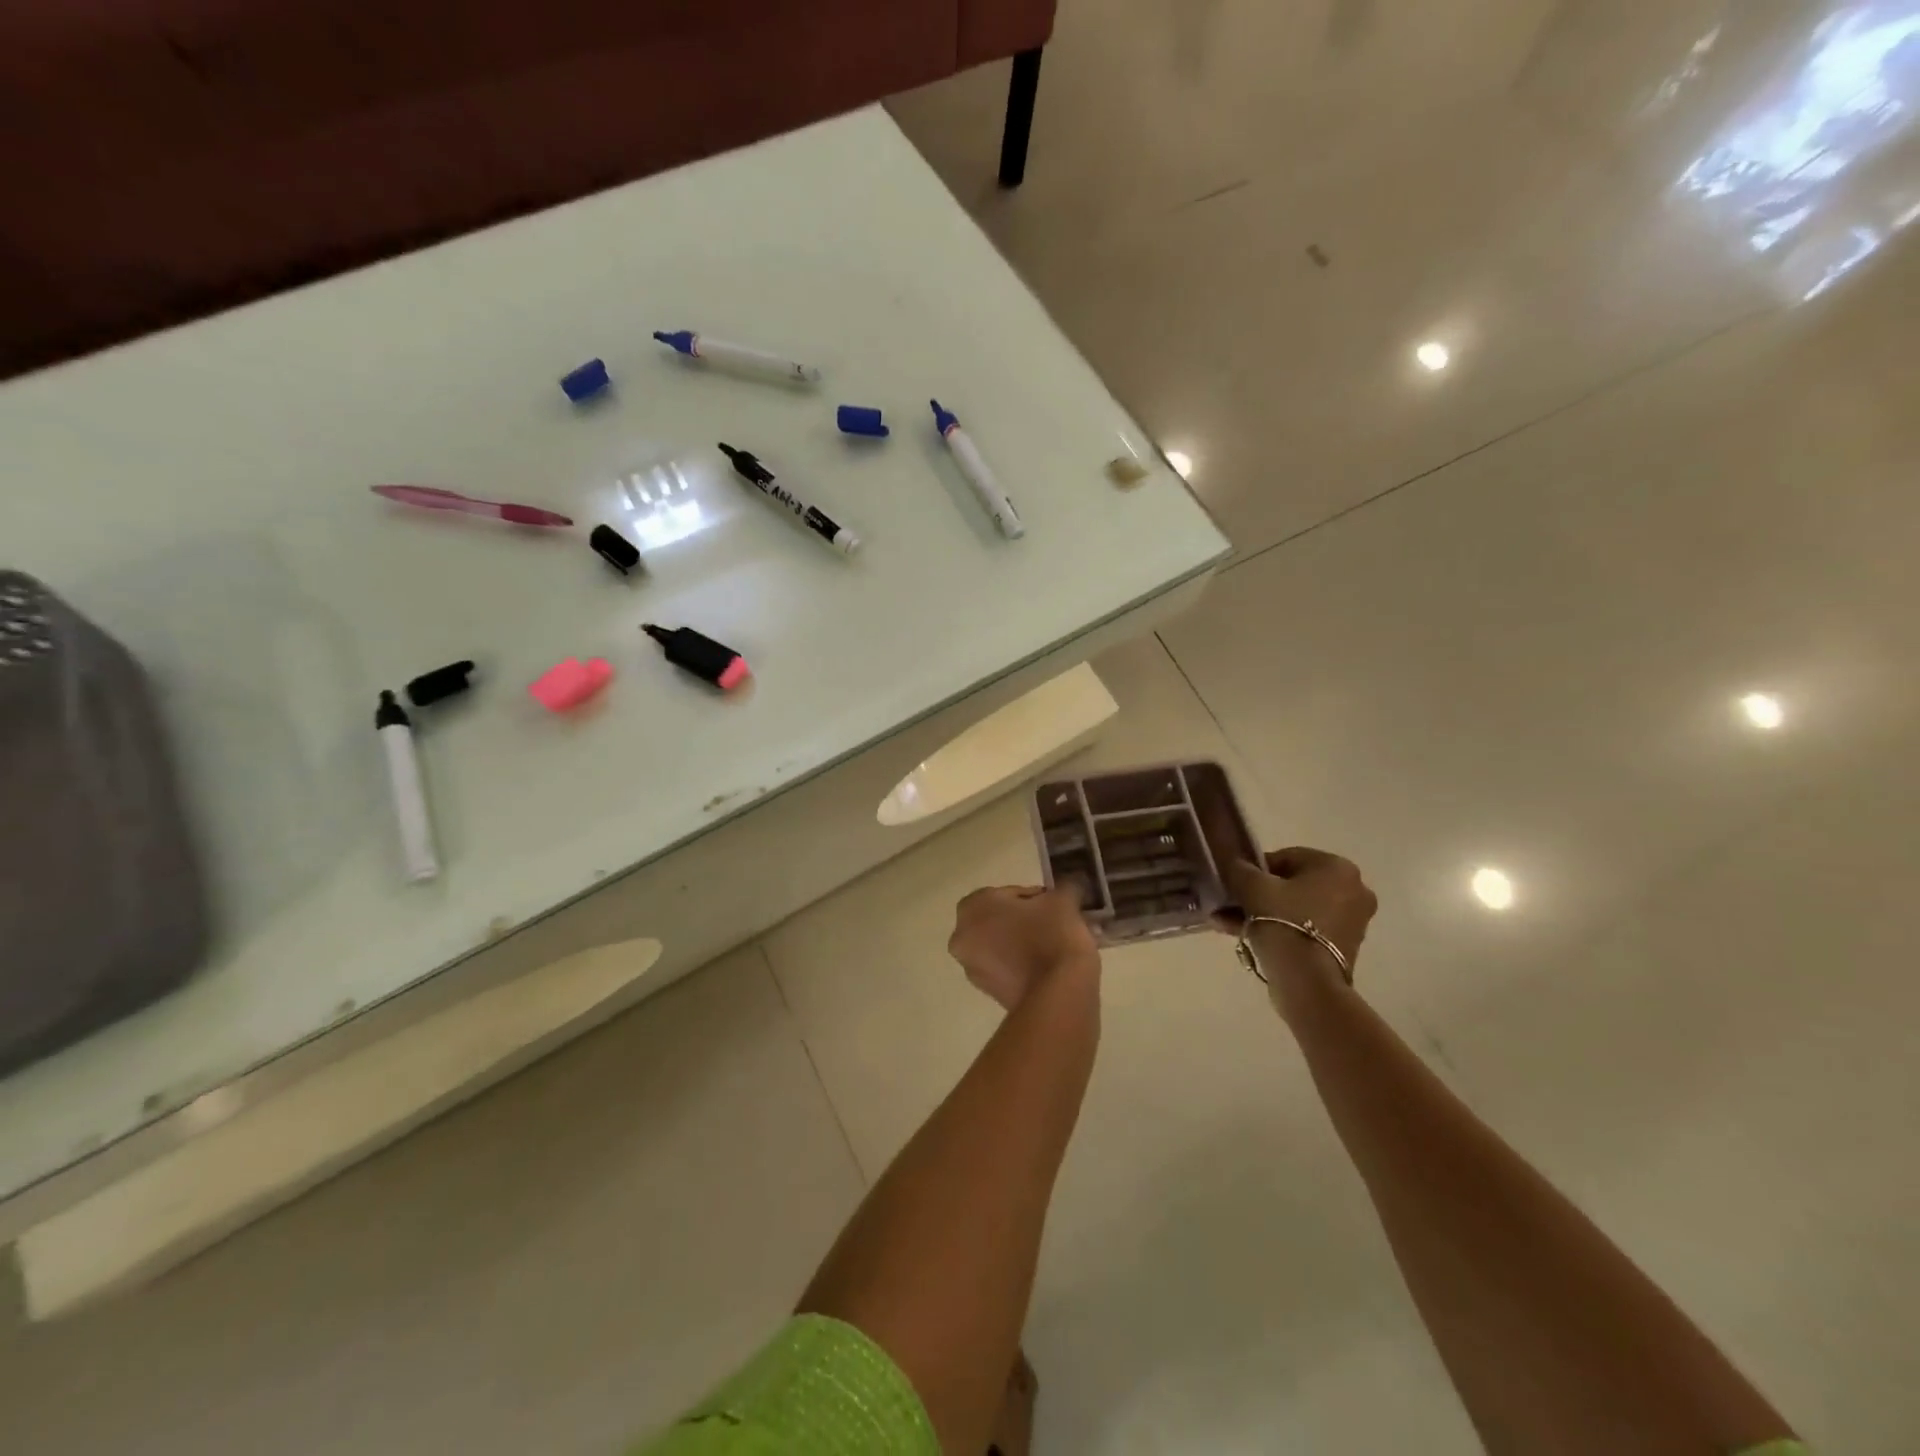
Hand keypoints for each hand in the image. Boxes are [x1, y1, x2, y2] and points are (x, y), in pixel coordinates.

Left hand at [949, 885, 1099, 1011]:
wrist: (1057, 995)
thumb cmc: (1052, 935)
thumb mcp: (1063, 900)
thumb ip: (1064, 887)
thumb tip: (1070, 886)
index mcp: (972, 907)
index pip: (1009, 893)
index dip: (1037, 897)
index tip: (1058, 906)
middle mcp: (963, 936)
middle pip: (1003, 919)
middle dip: (1030, 920)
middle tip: (1059, 923)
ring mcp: (973, 968)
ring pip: (1005, 944)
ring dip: (1028, 941)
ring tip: (1060, 944)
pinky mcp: (990, 992)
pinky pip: (1008, 968)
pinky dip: (1026, 963)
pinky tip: (1053, 964)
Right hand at [1216, 847, 1376, 1003]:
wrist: (1307, 981)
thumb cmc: (1283, 921)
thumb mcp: (1251, 887)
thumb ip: (1239, 869)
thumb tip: (1235, 866)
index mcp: (1338, 867)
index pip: (1286, 857)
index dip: (1255, 870)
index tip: (1235, 885)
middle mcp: (1353, 890)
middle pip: (1292, 885)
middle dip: (1257, 895)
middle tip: (1230, 905)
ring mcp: (1352, 921)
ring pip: (1295, 909)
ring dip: (1262, 914)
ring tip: (1229, 924)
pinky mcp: (1344, 947)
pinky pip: (1305, 929)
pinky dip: (1280, 930)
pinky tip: (1246, 937)